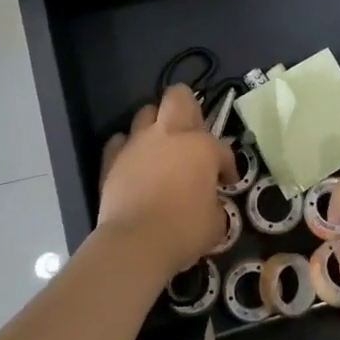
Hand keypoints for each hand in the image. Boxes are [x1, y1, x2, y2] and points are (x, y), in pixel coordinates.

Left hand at [96, 85, 237, 279]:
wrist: (135, 242)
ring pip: (145, 113)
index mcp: (201, 147)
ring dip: (155, 125)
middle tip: (192, 134)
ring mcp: (137, 143)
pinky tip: (133, 162)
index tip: (226, 182)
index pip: (222, 149)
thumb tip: (209, 205)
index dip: (227, 166)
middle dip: (188, 108)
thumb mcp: (216, 223)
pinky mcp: (111, 159)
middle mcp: (169, 135)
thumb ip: (215, 205)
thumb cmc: (184, 231)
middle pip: (178, 97)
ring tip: (161, 147)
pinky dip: (127, 148)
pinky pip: (119, 142)